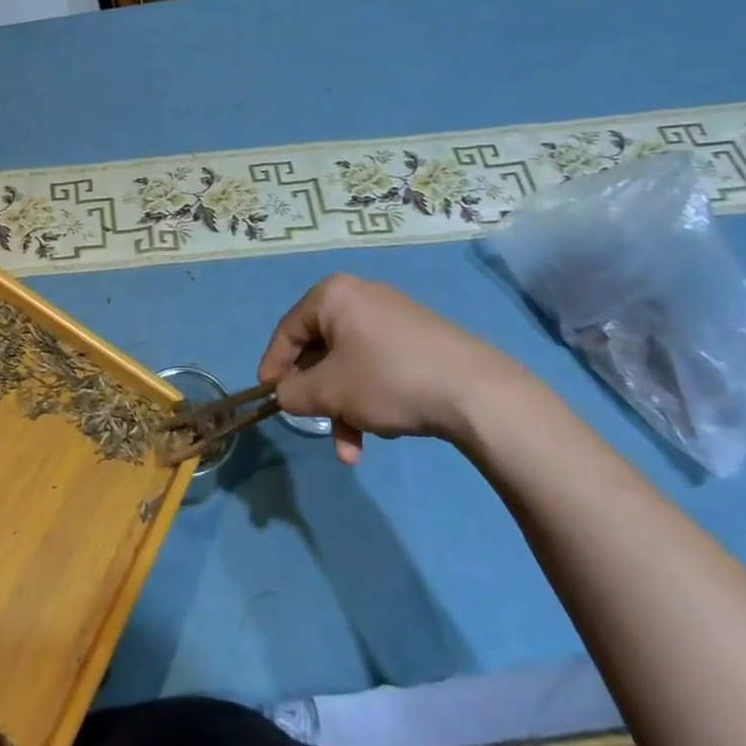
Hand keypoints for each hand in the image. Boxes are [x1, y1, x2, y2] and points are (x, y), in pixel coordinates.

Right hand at [258, 275, 534, 462]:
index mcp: (333, 295)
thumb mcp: (329, 392)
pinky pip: (378, 365)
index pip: (288, 330)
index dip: (274, 365)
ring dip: (344, 406)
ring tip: (353, 450)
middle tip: (313, 423)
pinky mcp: (419, 338)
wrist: (477, 392)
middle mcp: (361, 296)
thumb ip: (294, 392)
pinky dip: (370, 396)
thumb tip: (286, 394)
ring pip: (350, 363)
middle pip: (320, 348)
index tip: (268, 397)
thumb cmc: (388, 380)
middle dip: (317, 395)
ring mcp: (393, 316)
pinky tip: (382, 431)